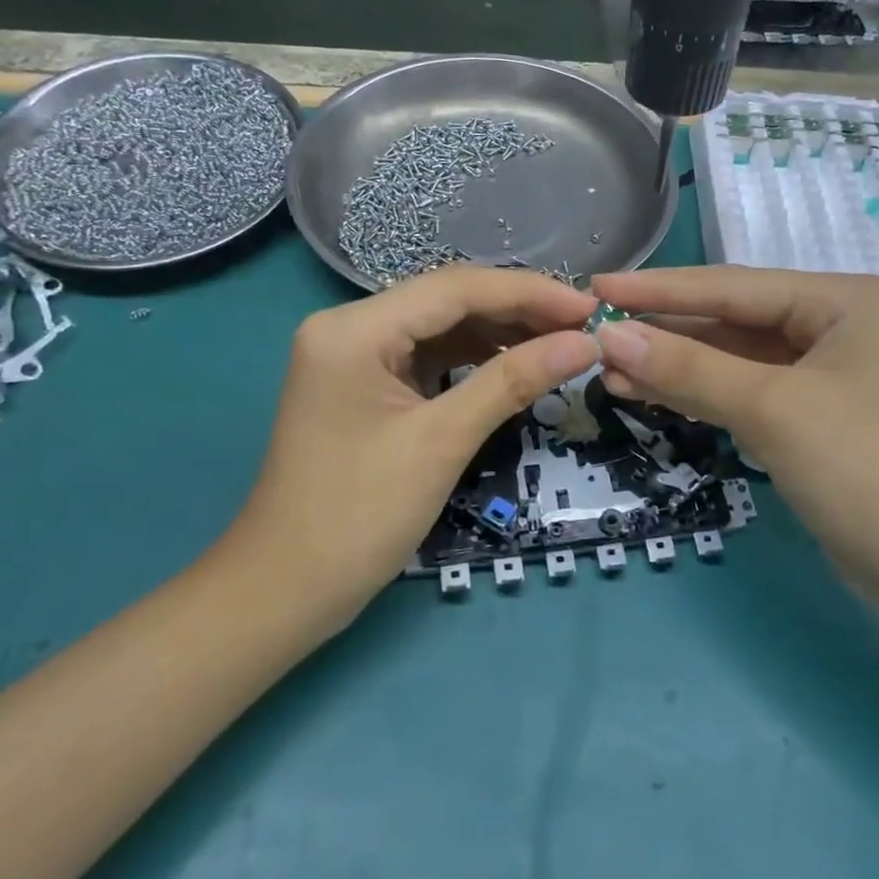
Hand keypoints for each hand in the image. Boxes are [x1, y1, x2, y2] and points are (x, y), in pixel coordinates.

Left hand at [235, 267, 598, 624]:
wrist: (287, 590)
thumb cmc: (359, 516)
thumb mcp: (442, 441)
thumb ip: (512, 381)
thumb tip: (585, 343)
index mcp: (354, 328)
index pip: (455, 288)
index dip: (529, 293)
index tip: (590, 307)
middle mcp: (348, 326)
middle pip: (447, 301)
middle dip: (518, 311)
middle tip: (584, 327)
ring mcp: (353, 356)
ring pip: (440, 327)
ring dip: (499, 334)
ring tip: (560, 344)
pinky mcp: (363, 385)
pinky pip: (427, 357)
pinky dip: (472, 360)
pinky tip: (513, 365)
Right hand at [589, 266, 878, 577]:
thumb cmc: (862, 469)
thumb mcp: (771, 408)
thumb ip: (688, 368)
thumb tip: (608, 335)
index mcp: (840, 300)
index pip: (732, 287)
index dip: (659, 289)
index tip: (597, 287)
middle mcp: (832, 326)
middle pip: (730, 319)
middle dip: (663, 330)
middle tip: (594, 332)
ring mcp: (820, 373)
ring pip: (730, 358)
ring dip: (673, 364)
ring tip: (608, 367)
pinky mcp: (808, 416)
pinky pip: (740, 390)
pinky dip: (696, 392)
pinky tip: (647, 391)